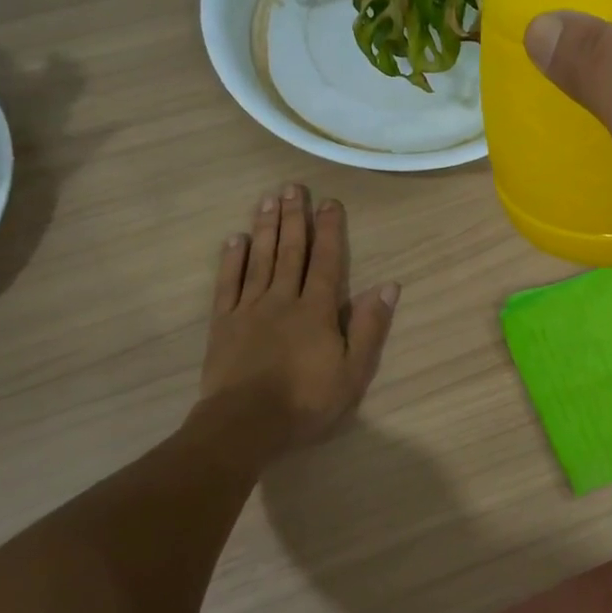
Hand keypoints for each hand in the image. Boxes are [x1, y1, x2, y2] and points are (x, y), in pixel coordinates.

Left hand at [199, 184, 398, 451]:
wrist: (245, 425)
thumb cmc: (306, 402)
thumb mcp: (353, 372)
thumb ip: (369, 327)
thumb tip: (388, 286)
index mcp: (316, 310)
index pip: (326, 261)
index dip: (329, 230)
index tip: (330, 202)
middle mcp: (282, 300)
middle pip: (290, 251)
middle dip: (294, 217)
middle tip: (293, 187)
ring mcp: (249, 309)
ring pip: (260, 260)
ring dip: (265, 228)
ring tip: (268, 199)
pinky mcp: (223, 324)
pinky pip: (228, 284)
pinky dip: (232, 260)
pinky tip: (236, 239)